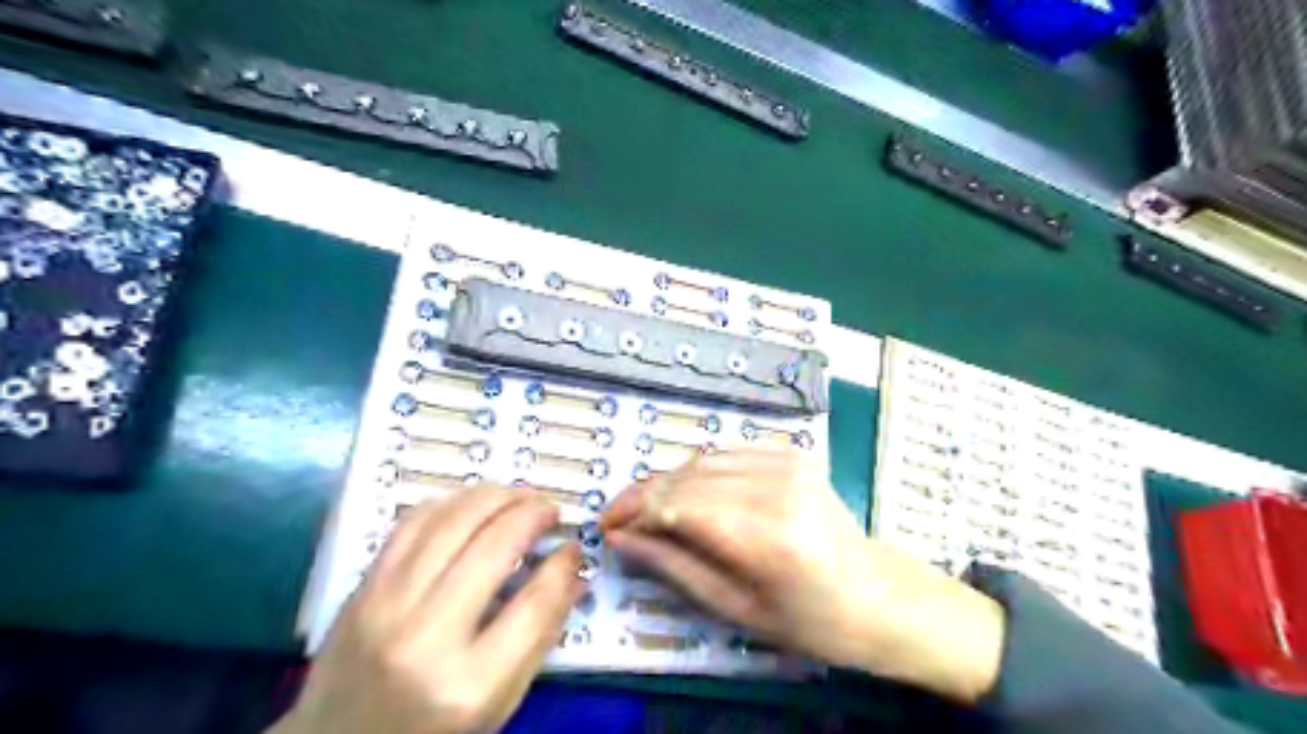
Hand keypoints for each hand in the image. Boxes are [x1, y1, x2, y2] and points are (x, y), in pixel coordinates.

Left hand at [272, 486, 582, 732]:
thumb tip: (573, 572)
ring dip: (496, 496)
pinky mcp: (363, 587)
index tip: (574, 546)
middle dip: (532, 514)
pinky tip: (473, 504)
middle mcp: (424, 637)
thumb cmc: (431, 730)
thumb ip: (540, 636)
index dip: (562, 565)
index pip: (533, 604)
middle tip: (551, 510)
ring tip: (519, 497)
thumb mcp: (498, 702)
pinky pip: (413, 522)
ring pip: (452, 521)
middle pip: (493, 547)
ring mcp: (385, 606)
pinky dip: (452, 502)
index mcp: (467, 684)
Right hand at [599, 451, 1003, 701]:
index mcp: (769, 536)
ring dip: (668, 481)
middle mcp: (778, 487)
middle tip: (617, 516)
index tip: (608, 527)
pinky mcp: (792, 454)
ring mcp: (789, 463)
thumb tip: (623, 538)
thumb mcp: (737, 608)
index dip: (637, 512)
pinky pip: (726, 454)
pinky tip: (686, 492)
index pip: (681, 506)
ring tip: (647, 507)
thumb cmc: (810, 620)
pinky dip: (698, 471)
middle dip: (644, 495)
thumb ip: (676, 567)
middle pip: (687, 478)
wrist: (877, 594)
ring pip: (702, 460)